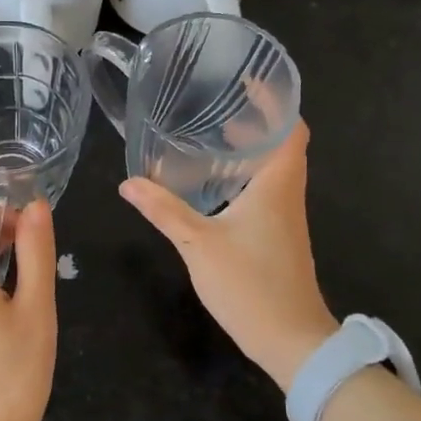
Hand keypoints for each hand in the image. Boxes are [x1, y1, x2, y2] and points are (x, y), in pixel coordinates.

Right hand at [120, 122, 337, 390]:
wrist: (292, 340)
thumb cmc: (251, 285)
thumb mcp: (198, 244)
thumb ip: (164, 210)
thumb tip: (128, 183)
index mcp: (277, 185)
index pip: (291, 128)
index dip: (276, 101)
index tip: (249, 80)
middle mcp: (286, 194)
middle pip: (282, 143)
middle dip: (256, 120)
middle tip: (218, 102)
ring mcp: (285, 216)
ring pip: (273, 168)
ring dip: (250, 148)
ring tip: (212, 133)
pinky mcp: (278, 235)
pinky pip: (266, 190)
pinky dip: (245, 174)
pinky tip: (215, 183)